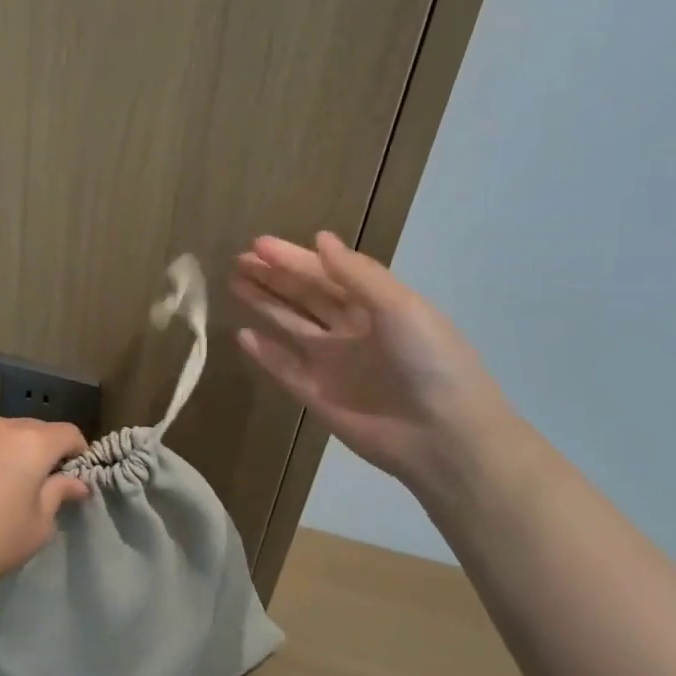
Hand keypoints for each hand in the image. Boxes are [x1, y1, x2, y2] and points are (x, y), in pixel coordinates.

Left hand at [0, 418, 90, 605]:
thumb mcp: (37, 526)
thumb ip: (59, 495)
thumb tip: (76, 482)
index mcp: (32, 443)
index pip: (68, 433)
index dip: (78, 452)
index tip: (74, 477)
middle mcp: (1, 426)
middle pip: (35, 429)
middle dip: (44, 451)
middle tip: (41, 485)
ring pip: (2, 433)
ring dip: (11, 451)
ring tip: (3, 485)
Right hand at [232, 233, 511, 498]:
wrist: (442, 437)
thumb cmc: (429, 362)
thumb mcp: (401, 307)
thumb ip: (356, 274)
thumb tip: (319, 238)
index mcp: (376, 305)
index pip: (326, 273)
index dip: (293, 258)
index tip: (258, 244)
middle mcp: (351, 329)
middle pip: (304, 296)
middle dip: (273, 276)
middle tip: (239, 260)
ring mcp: (331, 363)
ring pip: (289, 325)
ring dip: (264, 304)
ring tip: (233, 284)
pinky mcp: (315, 394)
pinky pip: (283, 367)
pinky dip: (264, 351)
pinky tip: (243, 335)